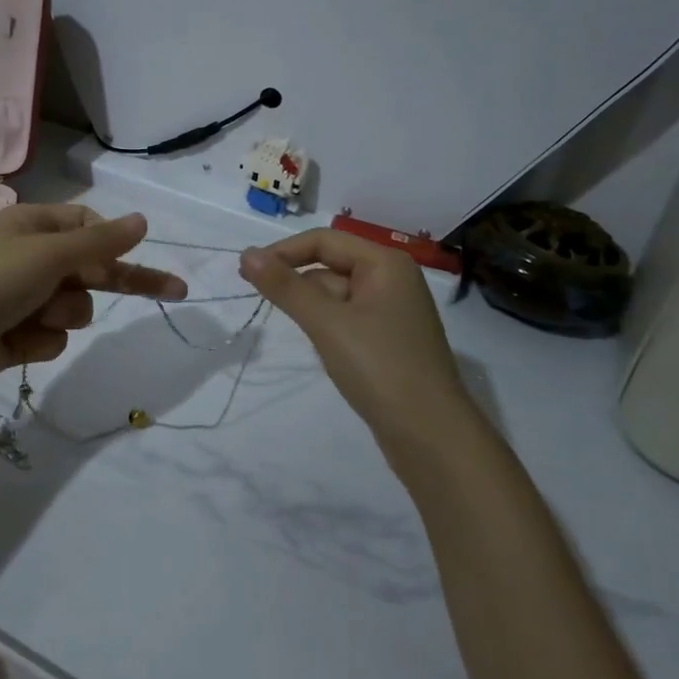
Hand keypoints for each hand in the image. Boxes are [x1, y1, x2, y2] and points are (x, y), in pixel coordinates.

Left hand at [0, 204, 186, 399]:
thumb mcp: (49, 254)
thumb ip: (100, 241)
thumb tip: (143, 219)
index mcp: (32, 226)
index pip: (87, 225)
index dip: (113, 242)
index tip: (140, 255)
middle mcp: (28, 258)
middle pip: (90, 269)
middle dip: (116, 282)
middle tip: (176, 290)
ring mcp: (22, 299)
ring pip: (74, 307)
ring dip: (63, 315)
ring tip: (35, 317)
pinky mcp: (16, 336)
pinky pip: (52, 337)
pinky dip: (40, 341)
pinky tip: (16, 343)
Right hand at [238, 229, 468, 441]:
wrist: (432, 438)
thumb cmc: (380, 368)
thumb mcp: (326, 323)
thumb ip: (285, 287)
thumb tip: (246, 254)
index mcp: (385, 264)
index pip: (324, 240)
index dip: (283, 251)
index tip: (246, 273)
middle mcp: (392, 280)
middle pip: (329, 265)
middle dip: (298, 283)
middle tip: (263, 303)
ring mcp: (391, 312)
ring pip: (335, 295)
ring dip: (312, 308)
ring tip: (305, 335)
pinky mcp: (387, 341)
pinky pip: (346, 319)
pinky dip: (327, 327)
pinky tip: (323, 350)